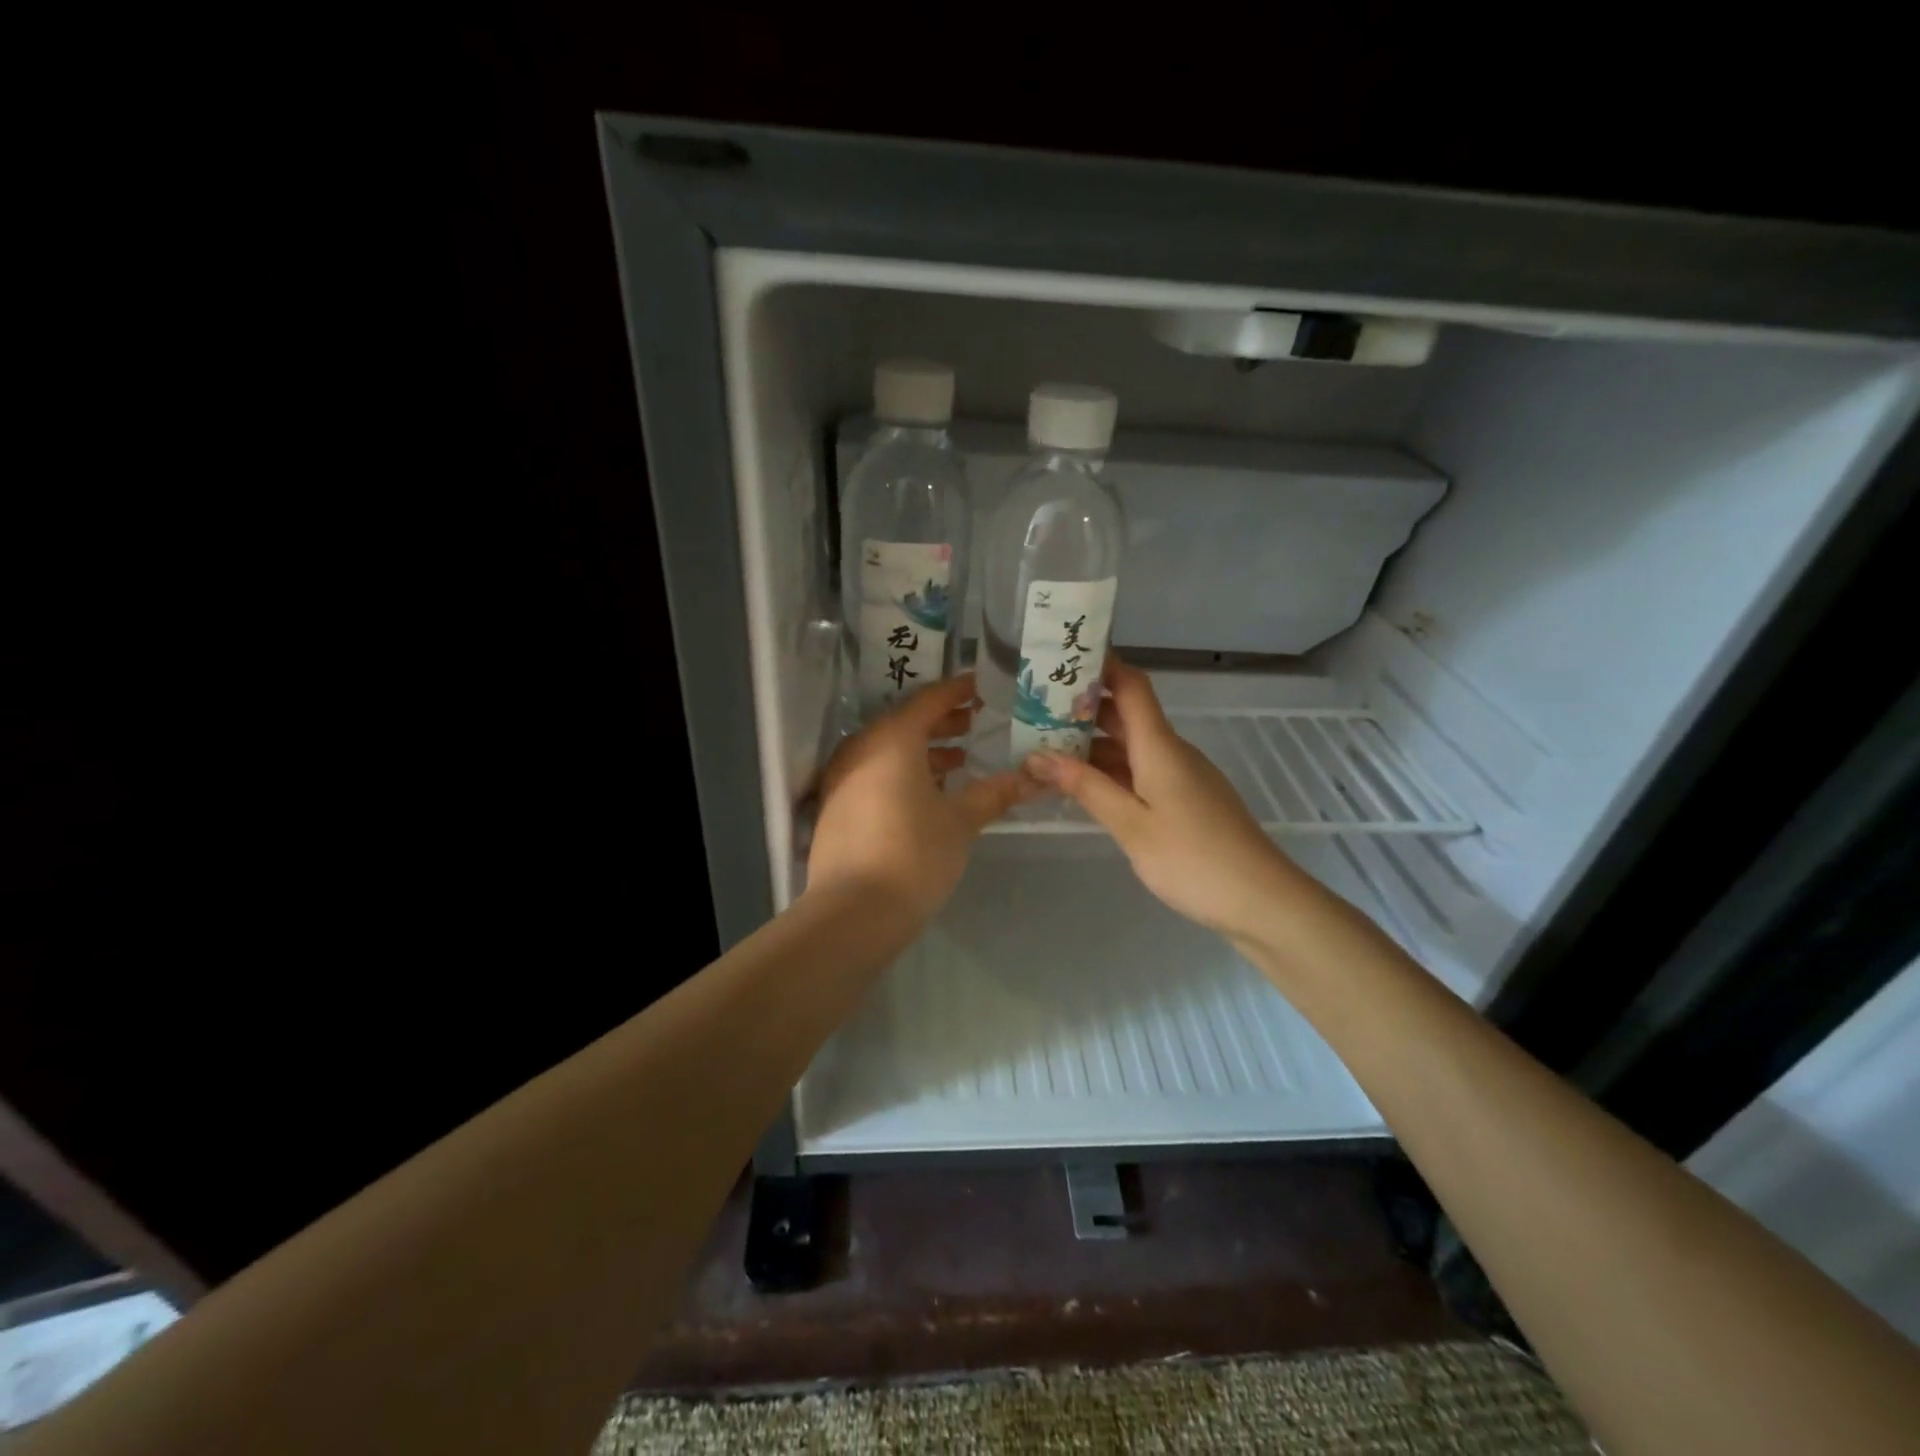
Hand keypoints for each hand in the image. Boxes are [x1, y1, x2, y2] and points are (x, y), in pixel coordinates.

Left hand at [808, 673, 1035, 921]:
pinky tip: (928, 793)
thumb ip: (995, 793)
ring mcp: (843, 777)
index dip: (958, 690)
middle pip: (906, 722)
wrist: (853, 912)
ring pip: (888, 749)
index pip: (930, 699)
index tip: (983, 686)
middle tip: (976, 722)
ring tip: (960, 760)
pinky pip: (874, 772)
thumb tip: (1034, 778)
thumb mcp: (961, 821)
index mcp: (893, 739)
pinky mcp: (835, 805)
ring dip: (923, 750)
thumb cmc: (914, 854)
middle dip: (943, 721)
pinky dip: (902, 772)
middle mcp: (862, 748)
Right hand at [1024, 658, 1305, 939]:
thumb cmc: (1192, 859)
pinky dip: (1111, 772)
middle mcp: (1172, 751)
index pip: (1130, 686)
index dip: (1100, 666)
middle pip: (1126, 715)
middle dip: (1082, 710)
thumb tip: (1038, 755)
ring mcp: (1182, 776)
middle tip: (1034, 714)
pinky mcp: (1187, 800)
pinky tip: (1084, 788)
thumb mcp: (1130, 824)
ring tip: (1046, 751)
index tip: (1061, 661)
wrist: (1261, 900)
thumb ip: (1086, 787)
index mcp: (1160, 746)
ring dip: (1092, 746)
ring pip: (1131, 747)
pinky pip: (1142, 771)